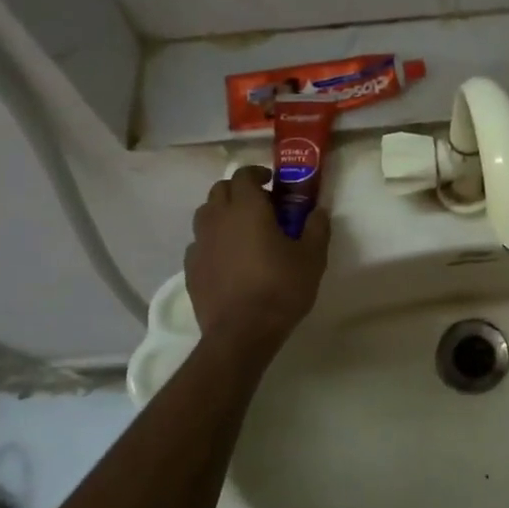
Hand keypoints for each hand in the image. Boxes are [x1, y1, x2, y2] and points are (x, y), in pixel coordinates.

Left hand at [184, 167, 329, 351]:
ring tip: (241, 230)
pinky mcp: (190, 269)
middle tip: (260, 205)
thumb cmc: (280, 288)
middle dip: (238, 190)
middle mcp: (218, 219)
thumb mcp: (312, 257)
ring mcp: (200, 244)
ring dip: (222, 213)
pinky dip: (212, 242)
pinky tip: (227, 258)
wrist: (241, 333)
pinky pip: (199, 244)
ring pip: (205, 214)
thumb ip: (316, 228)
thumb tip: (318, 211)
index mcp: (247, 209)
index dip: (257, 173)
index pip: (244, 174)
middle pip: (220, 189)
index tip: (272, 183)